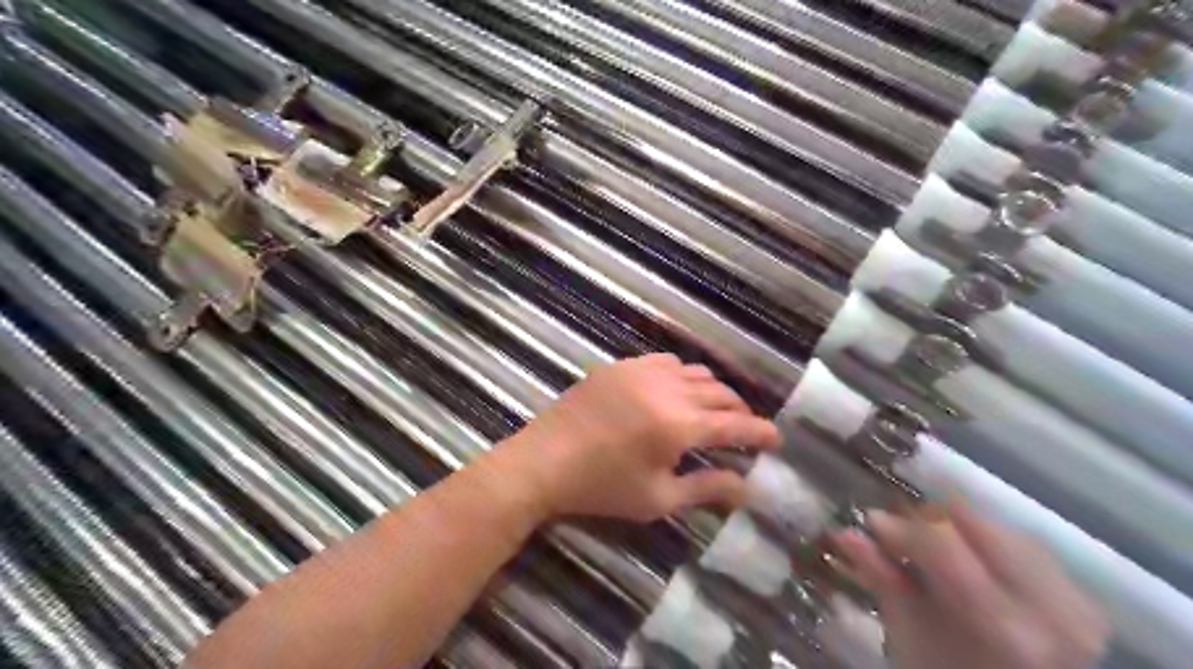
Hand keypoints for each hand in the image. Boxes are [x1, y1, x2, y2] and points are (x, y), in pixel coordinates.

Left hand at [487, 356, 785, 522]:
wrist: (544, 461)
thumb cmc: (601, 488)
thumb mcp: (657, 498)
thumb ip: (706, 489)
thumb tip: (747, 488)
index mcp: (679, 425)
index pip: (734, 424)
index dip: (760, 432)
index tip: (776, 439)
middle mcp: (668, 389)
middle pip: (719, 392)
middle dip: (739, 410)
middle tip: (745, 428)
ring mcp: (643, 371)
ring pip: (695, 372)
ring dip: (712, 390)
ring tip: (714, 409)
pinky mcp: (622, 365)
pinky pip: (666, 361)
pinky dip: (682, 374)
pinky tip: (677, 389)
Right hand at [831, 504, 1102, 668]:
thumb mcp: (910, 633)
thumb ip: (881, 577)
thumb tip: (844, 532)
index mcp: (1004, 625)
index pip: (942, 540)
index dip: (901, 527)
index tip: (872, 523)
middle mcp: (1051, 607)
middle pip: (974, 521)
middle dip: (929, 520)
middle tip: (899, 535)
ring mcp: (1075, 602)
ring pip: (999, 527)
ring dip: (957, 529)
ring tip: (931, 550)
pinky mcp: (1084, 599)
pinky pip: (1025, 544)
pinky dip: (987, 543)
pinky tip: (970, 562)